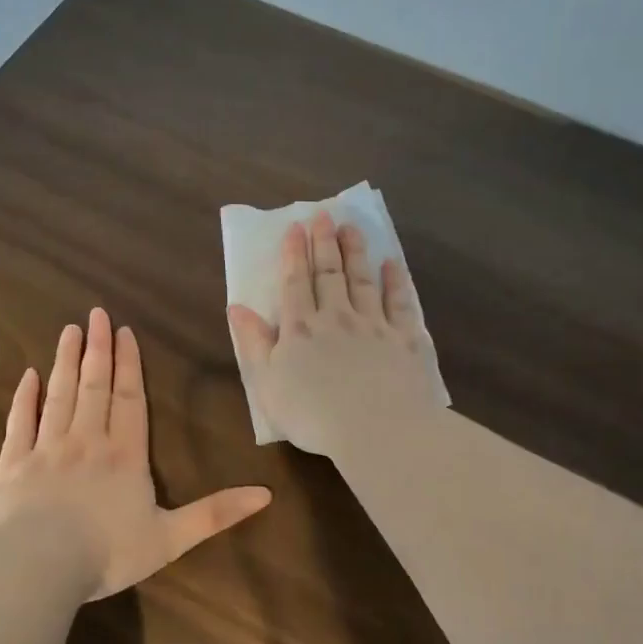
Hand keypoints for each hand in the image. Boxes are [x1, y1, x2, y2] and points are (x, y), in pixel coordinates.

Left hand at [0, 309, 271, 598]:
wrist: (38, 566)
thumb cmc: (108, 552)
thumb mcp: (172, 538)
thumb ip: (216, 514)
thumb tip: (266, 494)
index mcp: (125, 455)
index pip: (130, 400)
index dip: (130, 365)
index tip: (125, 332)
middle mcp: (87, 441)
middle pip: (94, 387)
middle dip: (98, 349)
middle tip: (96, 315)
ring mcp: (47, 449)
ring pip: (60, 395)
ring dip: (66, 362)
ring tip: (69, 331)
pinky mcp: (14, 465)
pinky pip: (20, 423)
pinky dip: (25, 398)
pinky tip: (28, 376)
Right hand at [228, 213, 442, 456]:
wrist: (376, 428)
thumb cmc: (313, 414)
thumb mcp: (267, 383)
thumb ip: (252, 343)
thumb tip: (237, 307)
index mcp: (301, 329)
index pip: (296, 283)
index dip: (294, 254)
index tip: (296, 227)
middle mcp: (337, 317)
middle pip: (330, 274)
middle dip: (325, 243)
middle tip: (324, 215)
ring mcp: (374, 325)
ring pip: (363, 280)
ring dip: (356, 252)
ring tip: (352, 228)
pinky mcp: (405, 339)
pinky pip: (400, 303)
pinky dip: (395, 282)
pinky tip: (392, 265)